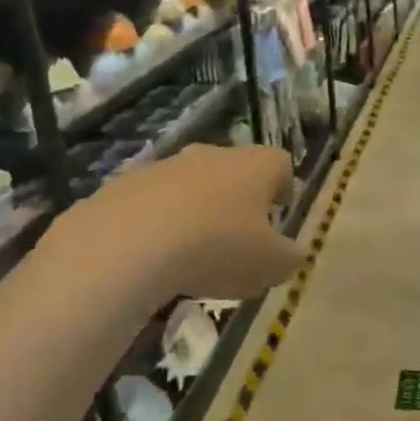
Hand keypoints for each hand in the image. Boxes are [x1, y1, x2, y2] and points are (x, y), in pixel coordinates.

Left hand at [69, 144, 305, 300]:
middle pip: (234, 169)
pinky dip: (158, 222)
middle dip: (238, 199)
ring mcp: (166, 166)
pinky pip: (152, 201)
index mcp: (255, 166)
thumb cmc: (218, 248)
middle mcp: (212, 154)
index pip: (280, 163)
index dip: (284, 187)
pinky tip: (153, 256)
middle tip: (238, 236)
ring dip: (197, 209)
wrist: (129, 243)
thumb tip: (294, 252)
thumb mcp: (271, 266)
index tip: (279, 213)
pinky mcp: (125, 183)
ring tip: (193, 252)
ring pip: (191, 184)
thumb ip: (290, 257)